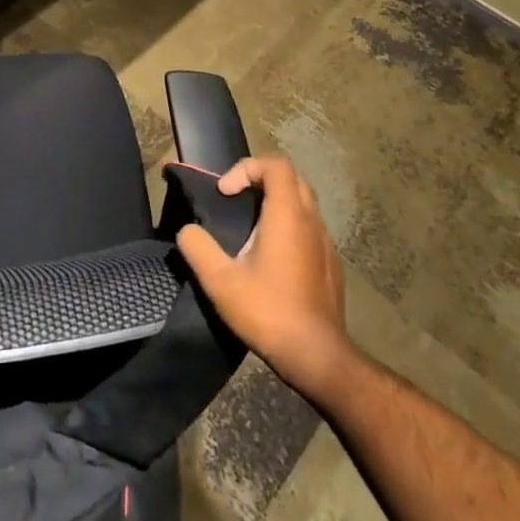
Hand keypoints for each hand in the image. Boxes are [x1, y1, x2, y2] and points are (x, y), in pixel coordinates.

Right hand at [175, 155, 352, 403]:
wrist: (317, 355)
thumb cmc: (268, 311)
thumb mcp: (219, 281)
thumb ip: (197, 247)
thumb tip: (187, 230)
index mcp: (287, 216)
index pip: (275, 165)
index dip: (246, 168)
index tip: (225, 193)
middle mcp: (312, 221)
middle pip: (292, 178)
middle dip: (261, 179)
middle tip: (236, 200)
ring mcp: (326, 242)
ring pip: (304, 203)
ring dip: (276, 203)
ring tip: (250, 228)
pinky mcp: (332, 263)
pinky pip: (311, 228)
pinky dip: (289, 226)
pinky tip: (271, 258)